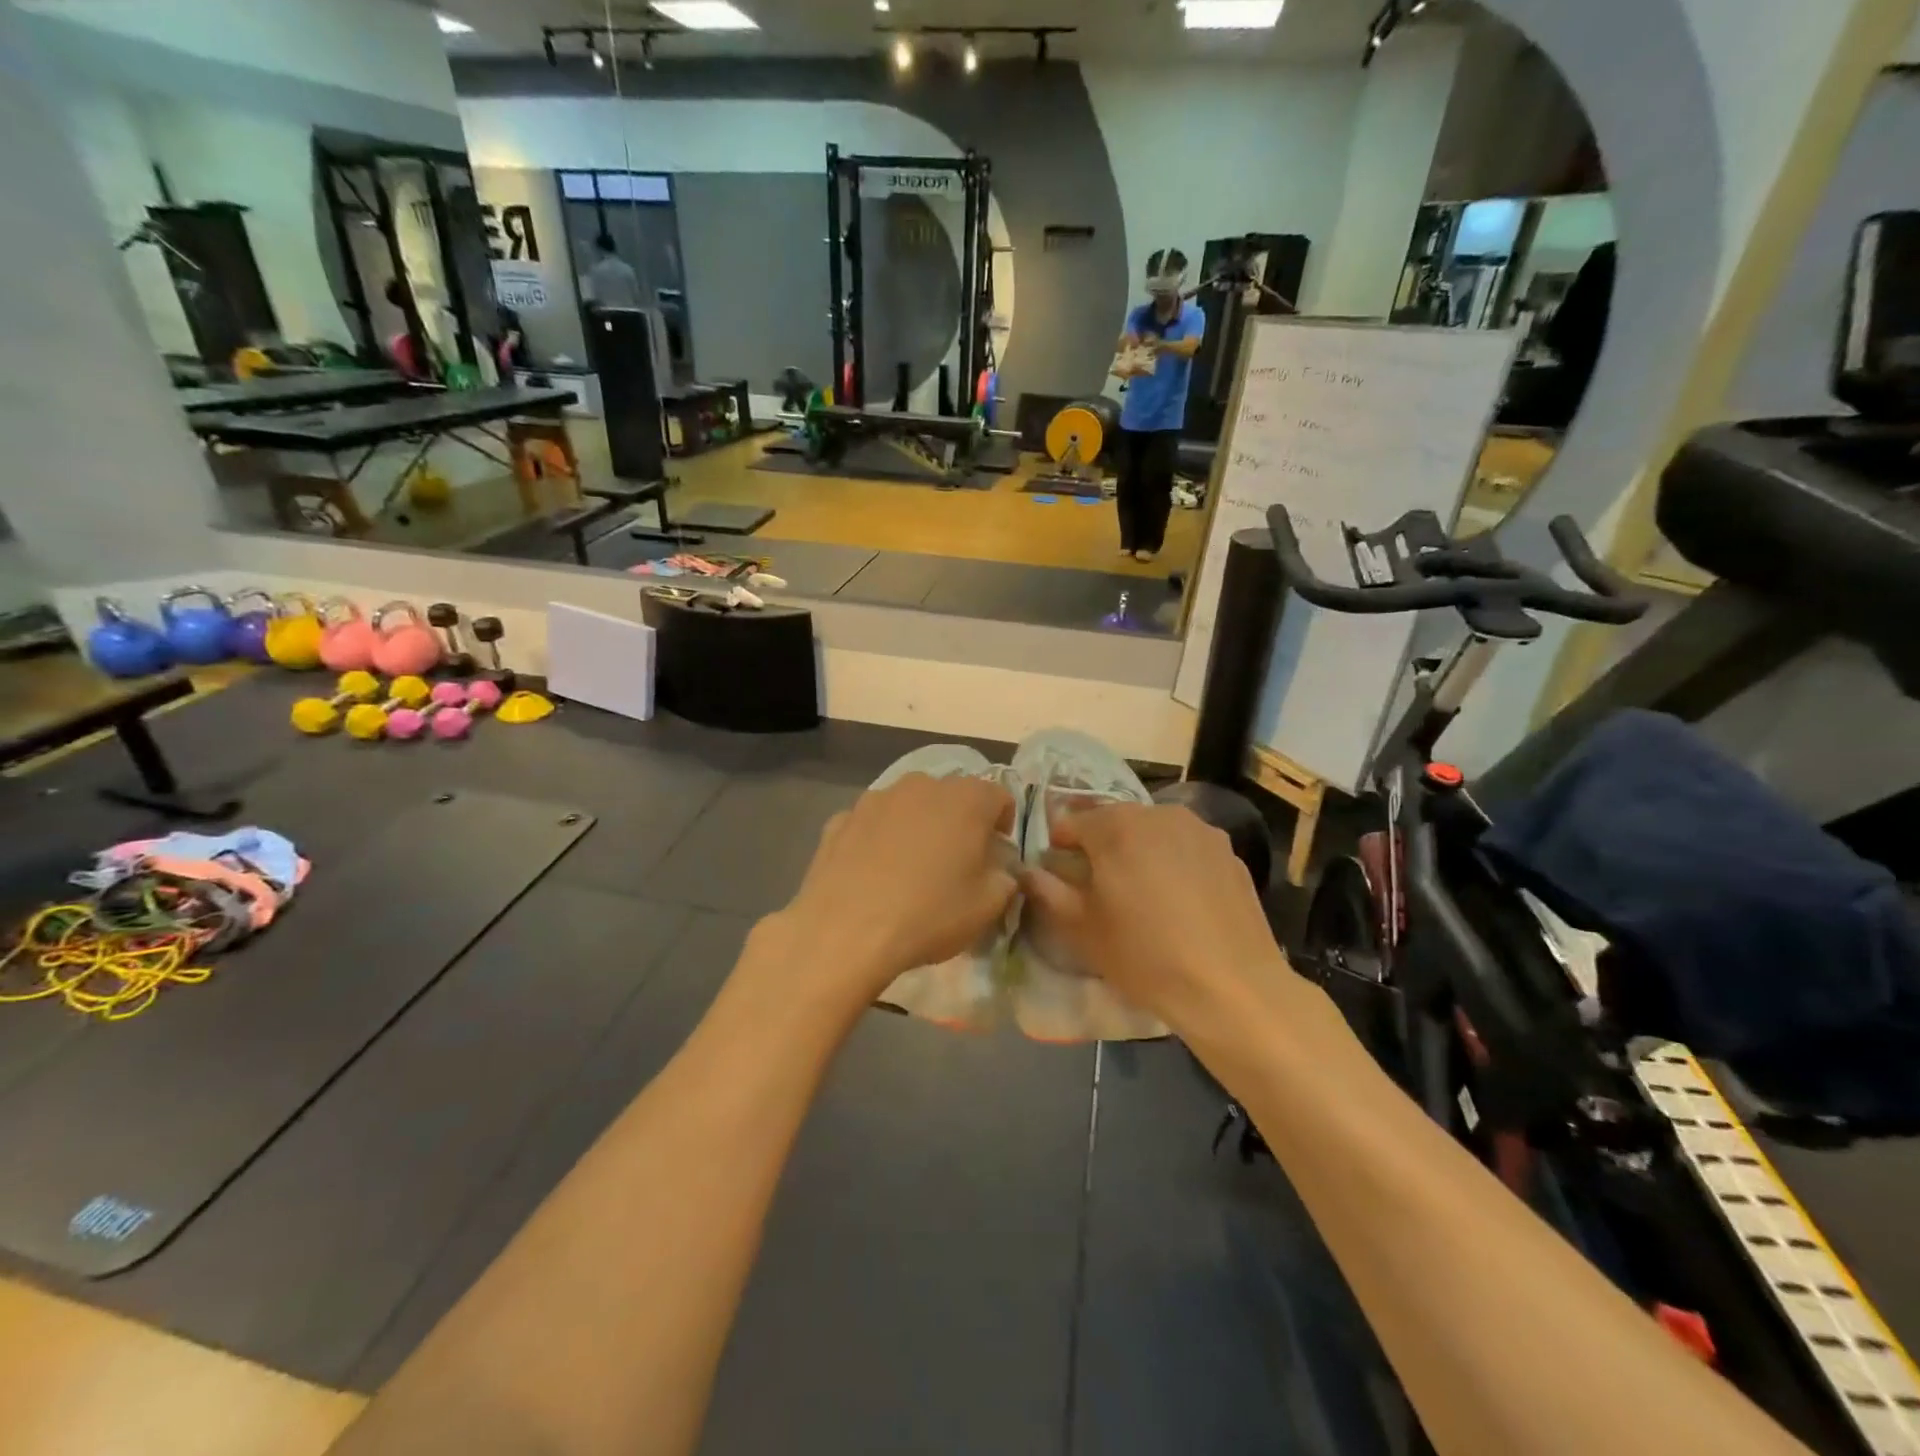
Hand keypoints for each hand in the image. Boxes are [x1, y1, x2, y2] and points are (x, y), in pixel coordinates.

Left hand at [768, 774, 1017, 1009]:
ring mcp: (876, 798)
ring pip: (909, 806)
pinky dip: (879, 840)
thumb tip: (999, 871)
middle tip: (956, 863)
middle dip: (959, 823)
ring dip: (917, 827)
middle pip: (952, 797)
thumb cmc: (930, 914)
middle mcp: (922, 785)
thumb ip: (1005, 880)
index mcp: (967, 799)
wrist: (845, 931)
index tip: (996, 855)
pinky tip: (873, 875)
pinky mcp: (841, 818)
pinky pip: (873, 824)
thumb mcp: (988, 907)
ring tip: (911, 869)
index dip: (1003, 825)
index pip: (1000, 797)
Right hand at [1018, 803, 1297, 1034]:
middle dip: (1101, 846)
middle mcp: (1157, 813)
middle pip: (1114, 821)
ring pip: (1153, 831)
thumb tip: (1028, 871)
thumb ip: (1046, 891)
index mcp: (1115, 825)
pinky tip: (1180, 901)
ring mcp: (1199, 829)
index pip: (1071, 822)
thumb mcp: (1081, 929)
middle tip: (1099, 886)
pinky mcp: (1229, 852)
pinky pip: (1186, 848)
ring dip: (1139, 851)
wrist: (1231, 986)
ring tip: (1142, 893)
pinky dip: (1174, 863)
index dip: (1059, 847)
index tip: (1059, 875)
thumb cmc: (1144, 955)